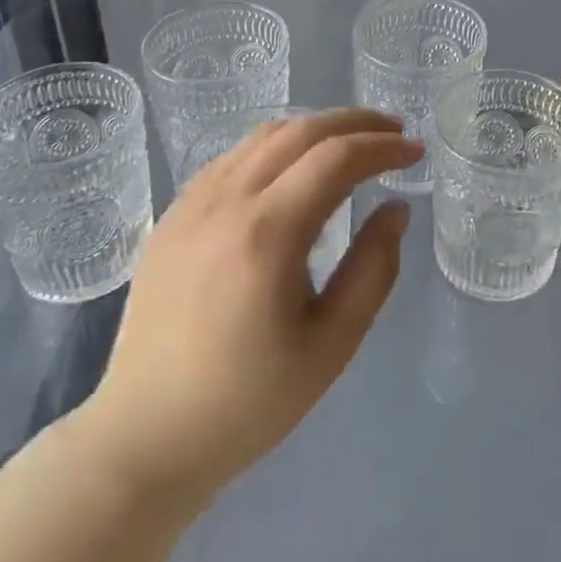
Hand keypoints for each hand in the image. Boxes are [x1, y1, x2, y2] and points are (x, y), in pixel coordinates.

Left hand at [71, 109, 419, 509]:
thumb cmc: (247, 402)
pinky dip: (275, 147)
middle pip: (300, 131)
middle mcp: (226, 202)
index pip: (336, 158)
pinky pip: (232, 158)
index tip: (415, 152)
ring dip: (315, 128)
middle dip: (355, 123)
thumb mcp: (331, 345)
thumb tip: (395, 209)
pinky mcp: (172, 216)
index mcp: (267, 233)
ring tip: (350, 143)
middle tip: (394, 132)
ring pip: (263, 136)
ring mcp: (192, 204)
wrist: (145, 438)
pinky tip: (292, 168)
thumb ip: (373, 269)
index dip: (383, 147)